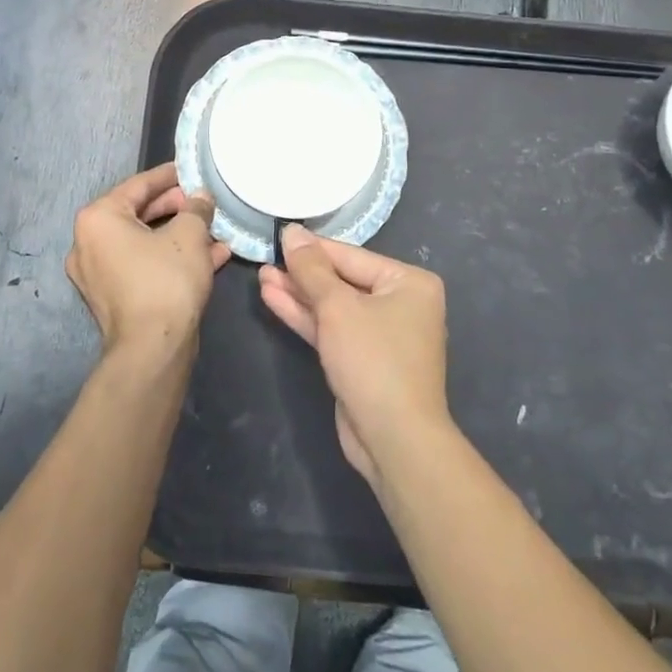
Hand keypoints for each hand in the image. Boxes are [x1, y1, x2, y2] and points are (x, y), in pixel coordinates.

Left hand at [66, 164, 228, 357]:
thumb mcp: (189, 234)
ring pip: (145, 243)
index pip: (138, 185)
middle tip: (205, 202)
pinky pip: (144, 266)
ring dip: (180, 236)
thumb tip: (200, 198)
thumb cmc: (166, 279)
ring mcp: (98, 274)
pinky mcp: (113, 298)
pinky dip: (172, 259)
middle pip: (139, 213)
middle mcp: (88, 243)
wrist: (152, 349)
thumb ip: (196, 208)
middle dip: (177, 208)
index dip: (169, 175)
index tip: (191, 170)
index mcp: (98, 219)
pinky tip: (211, 257)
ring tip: (214, 230)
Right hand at [257, 227, 450, 487]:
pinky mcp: (363, 361)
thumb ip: (312, 269)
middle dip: (302, 274)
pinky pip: (333, 329)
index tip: (279, 235)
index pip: (352, 256)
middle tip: (265, 259)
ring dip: (299, 294)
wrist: (394, 439)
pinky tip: (274, 299)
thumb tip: (293, 232)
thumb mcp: (338, 307)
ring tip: (262, 277)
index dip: (313, 248)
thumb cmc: (373, 359)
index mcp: (409, 282)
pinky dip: (306, 317)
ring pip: (334, 307)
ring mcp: (382, 334)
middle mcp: (401, 303)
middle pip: (343, 280)